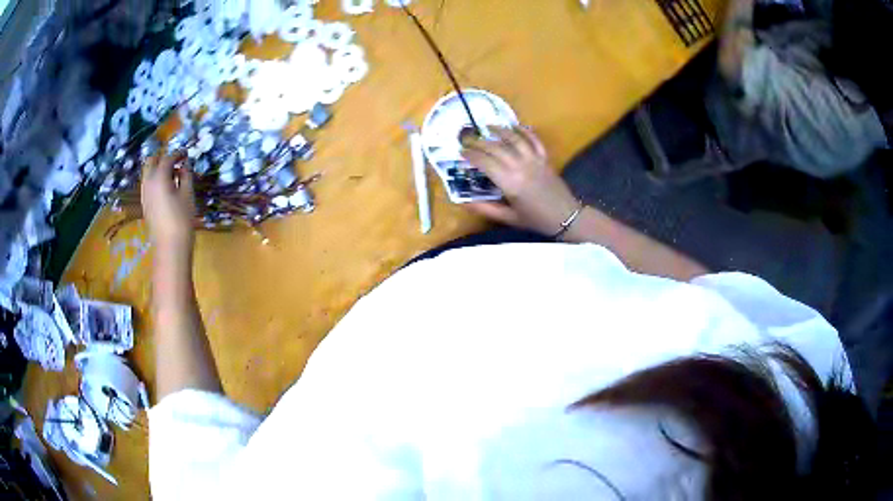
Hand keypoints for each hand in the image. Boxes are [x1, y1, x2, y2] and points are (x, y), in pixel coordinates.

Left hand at [141, 153, 195, 253]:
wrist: (170, 247)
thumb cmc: (182, 219)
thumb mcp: (188, 194)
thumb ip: (186, 175)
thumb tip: (185, 164)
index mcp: (159, 177)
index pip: (168, 158)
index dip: (178, 153)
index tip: (186, 153)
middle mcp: (149, 183)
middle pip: (151, 162)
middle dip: (163, 158)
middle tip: (175, 161)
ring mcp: (145, 194)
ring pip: (148, 173)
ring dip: (158, 169)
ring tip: (172, 175)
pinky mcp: (145, 205)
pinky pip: (148, 185)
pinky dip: (155, 180)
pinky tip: (166, 188)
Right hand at [461, 126, 579, 236]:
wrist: (566, 217)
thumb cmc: (535, 220)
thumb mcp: (508, 218)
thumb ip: (486, 209)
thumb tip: (464, 203)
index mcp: (510, 183)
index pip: (485, 163)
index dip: (471, 155)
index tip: (461, 152)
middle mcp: (520, 167)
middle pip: (496, 148)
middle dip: (479, 142)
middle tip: (468, 140)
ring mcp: (534, 160)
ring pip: (514, 139)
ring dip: (499, 130)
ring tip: (487, 126)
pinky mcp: (544, 158)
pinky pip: (534, 140)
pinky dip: (524, 131)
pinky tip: (515, 126)